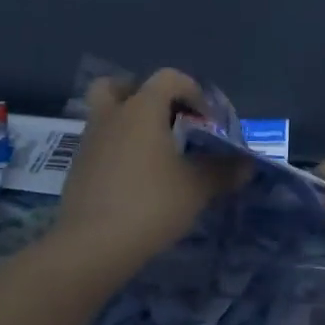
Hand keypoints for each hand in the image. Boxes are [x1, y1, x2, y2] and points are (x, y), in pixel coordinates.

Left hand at [54, 68, 243, 268]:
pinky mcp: (78, 170)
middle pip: (119, 86)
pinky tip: (136, 179)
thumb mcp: (196, 188)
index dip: (193, 91)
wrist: (91, 246)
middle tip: (165, 119)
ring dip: (128, 124)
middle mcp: (112, 116)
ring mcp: (89, 142)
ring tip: (154, 153)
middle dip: (142, 95)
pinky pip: (100, 145)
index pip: (168, 78)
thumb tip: (247, 165)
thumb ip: (223, 171)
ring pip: (106, 116)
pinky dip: (117, 151)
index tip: (207, 120)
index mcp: (142, 108)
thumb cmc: (150, 204)